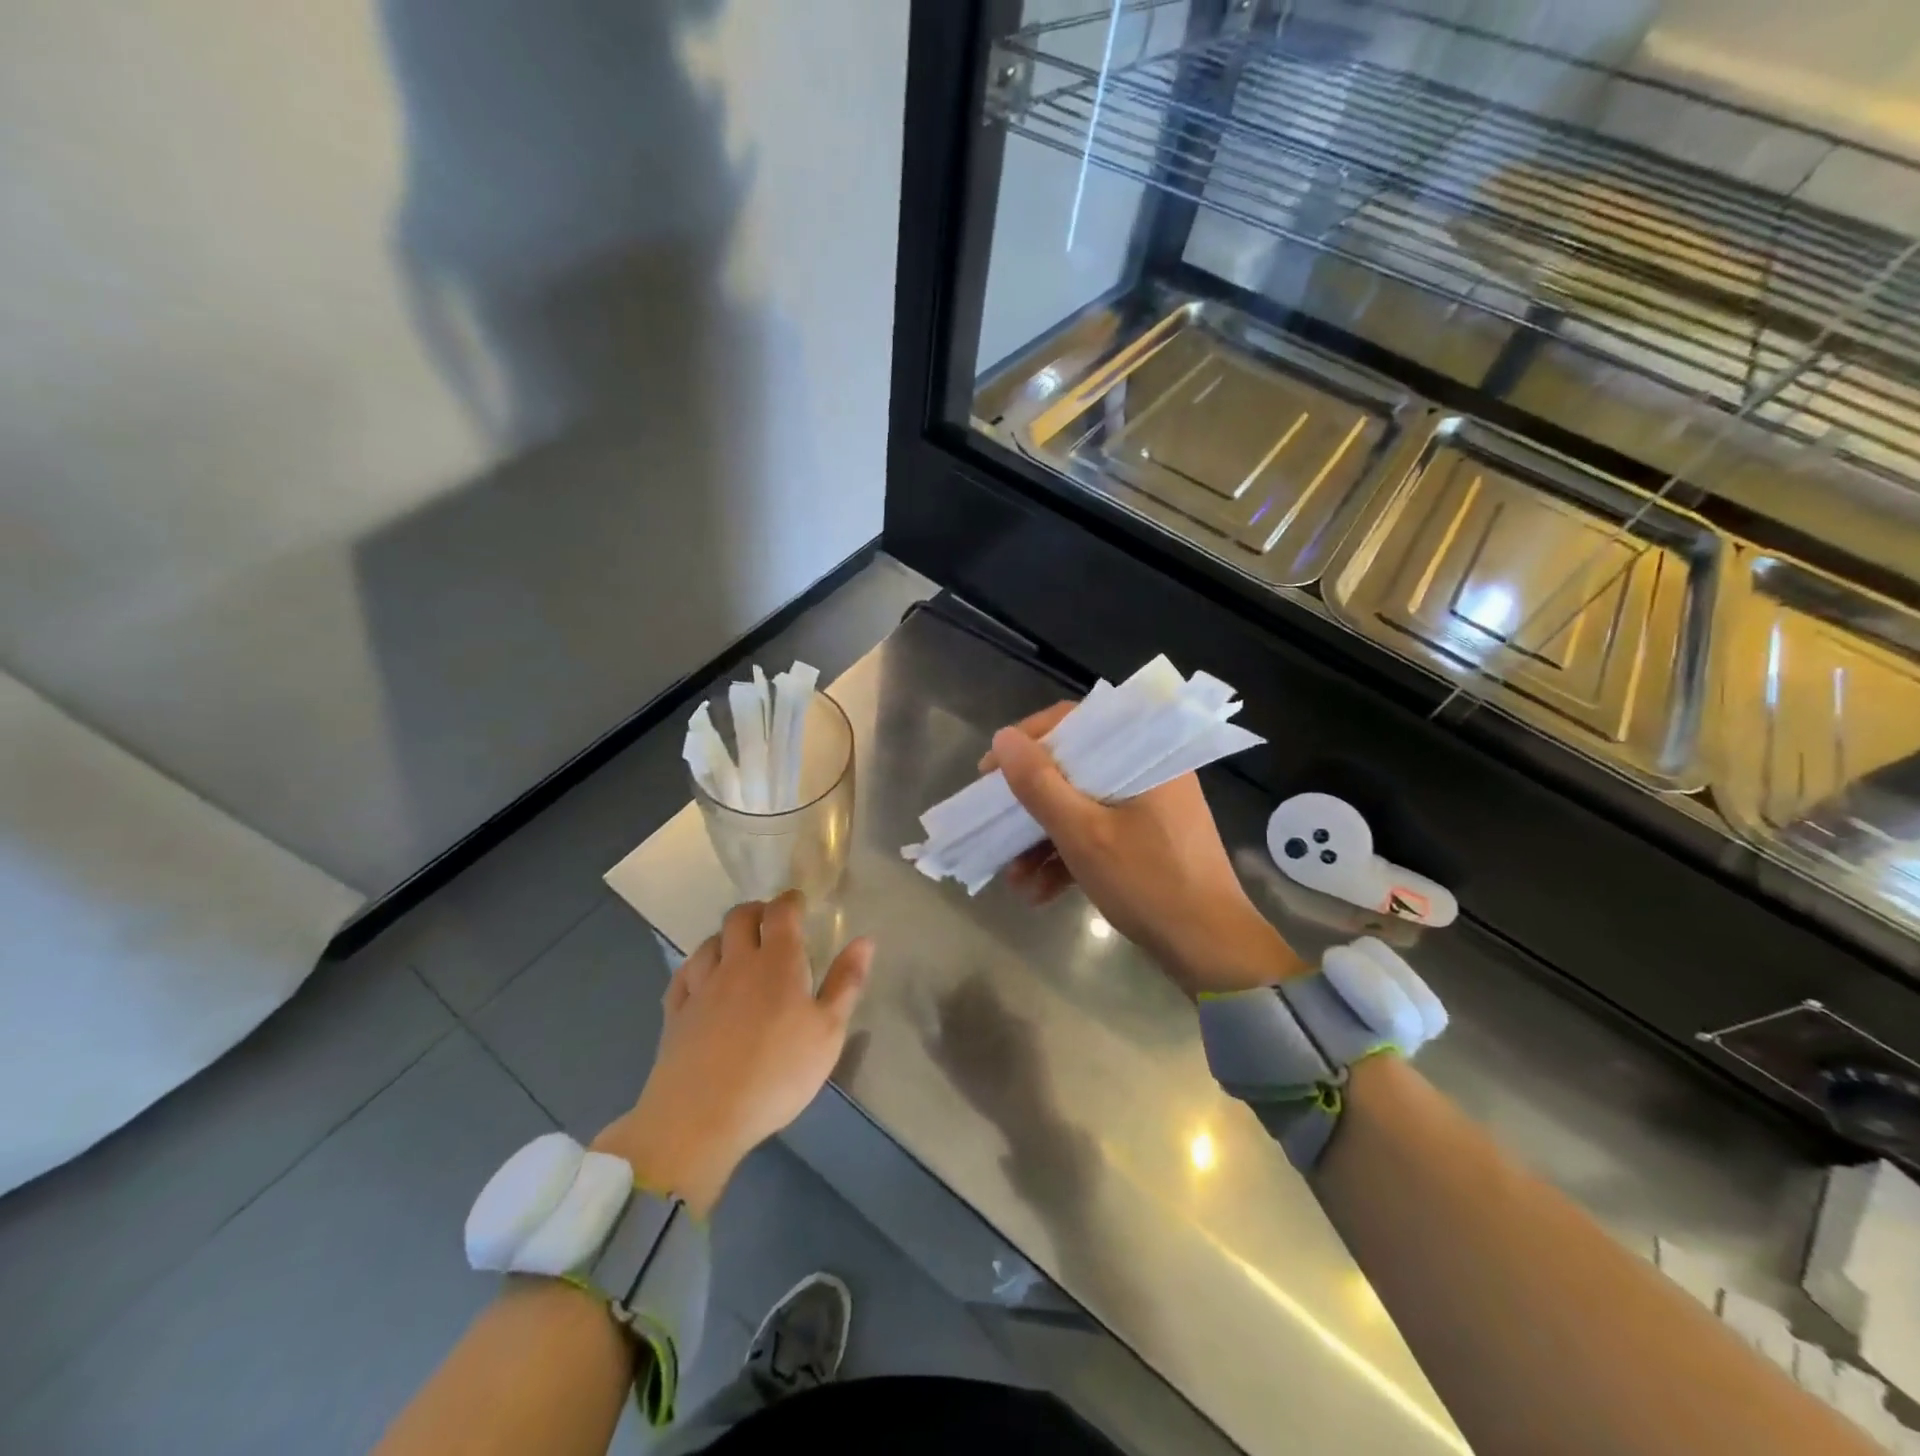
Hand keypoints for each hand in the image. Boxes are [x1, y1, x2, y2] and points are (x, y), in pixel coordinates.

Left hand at [594, 893, 872, 1215]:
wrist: (702, 1117)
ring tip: (737, 949)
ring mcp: (701, 986)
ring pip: (709, 942)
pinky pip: (683, 974)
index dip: (790, 901)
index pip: (781, 912)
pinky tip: (702, 978)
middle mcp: (736, 963)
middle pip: (739, 917)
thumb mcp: (828, 1032)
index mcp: (778, 962)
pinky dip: (696, 967)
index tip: (799, 903)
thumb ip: (846, 982)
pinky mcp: (675, 1013)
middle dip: (756, 911)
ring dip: (725, 937)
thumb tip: (865, 939)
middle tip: (770, 922)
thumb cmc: (778, 1073)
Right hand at [984, 702, 1303, 996]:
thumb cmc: (1148, 883)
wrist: (1211, 951)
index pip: (1076, 722)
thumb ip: (1040, 784)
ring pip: (1082, 806)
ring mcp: (1149, 809)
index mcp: (1143, 755)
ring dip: (1043, 839)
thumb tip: (1003, 738)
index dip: (1027, 742)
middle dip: (1030, 803)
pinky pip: (1098, 834)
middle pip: (1074, 769)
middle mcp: (1148, 772)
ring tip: (1013, 877)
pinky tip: (1038, 892)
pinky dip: (1068, 857)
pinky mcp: (1147, 841)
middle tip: (996, 822)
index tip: (992, 771)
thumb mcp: (1083, 834)